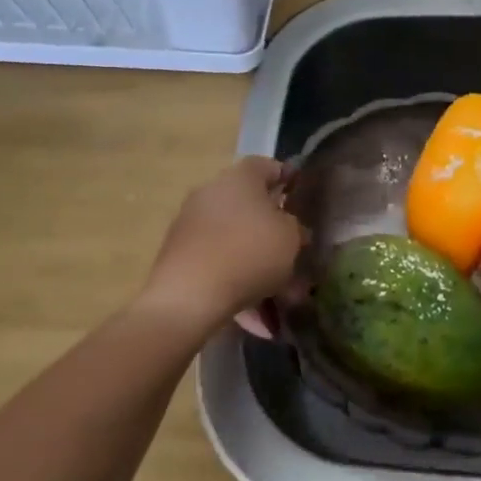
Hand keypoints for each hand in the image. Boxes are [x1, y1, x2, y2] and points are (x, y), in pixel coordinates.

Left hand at [138, 157, 304, 340]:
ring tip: (278, 298)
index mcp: (240, 177)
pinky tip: (252, 313)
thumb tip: (288, 227)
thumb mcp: (291, 238)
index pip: (268, 166)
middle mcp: (212, 192)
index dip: (288, 181)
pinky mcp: (178, 255)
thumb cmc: (249, 253)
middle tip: (293, 255)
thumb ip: (295, 227)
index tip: (302, 201)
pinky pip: (218, 263)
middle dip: (273, 232)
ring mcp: (191, 223)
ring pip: (236, 240)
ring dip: (257, 264)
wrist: (188, 297)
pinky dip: (236, 281)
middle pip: (250, 206)